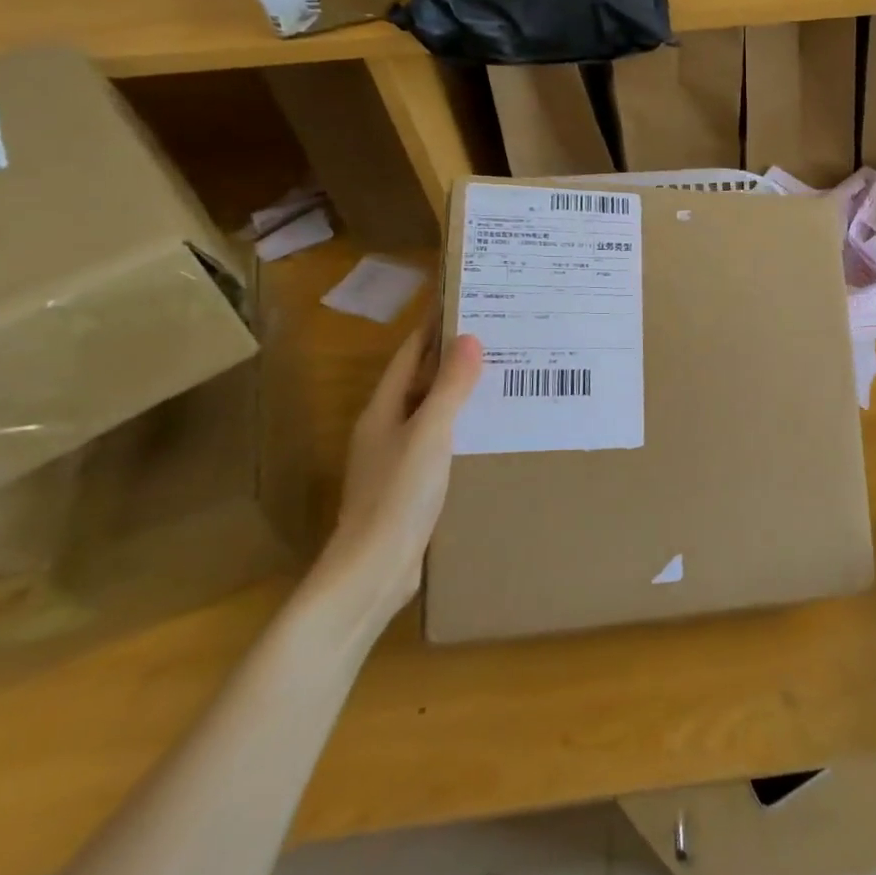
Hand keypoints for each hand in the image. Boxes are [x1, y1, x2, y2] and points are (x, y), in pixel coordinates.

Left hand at [311, 325, 483, 628]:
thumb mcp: (429, 435)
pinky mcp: (410, 485)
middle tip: (496, 336)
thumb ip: (449, 389)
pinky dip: (462, 427)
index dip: (432, 329)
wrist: (374, 570)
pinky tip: (489, 430)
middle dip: (452, 358)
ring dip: (459, 393)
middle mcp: (385, 429)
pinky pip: (440, 441)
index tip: (462, 304)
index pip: (409, 356)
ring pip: (431, 412)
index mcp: (382, 411)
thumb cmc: (398, 495)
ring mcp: (396, 459)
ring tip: (501, 376)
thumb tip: (469, 338)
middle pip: (419, 382)